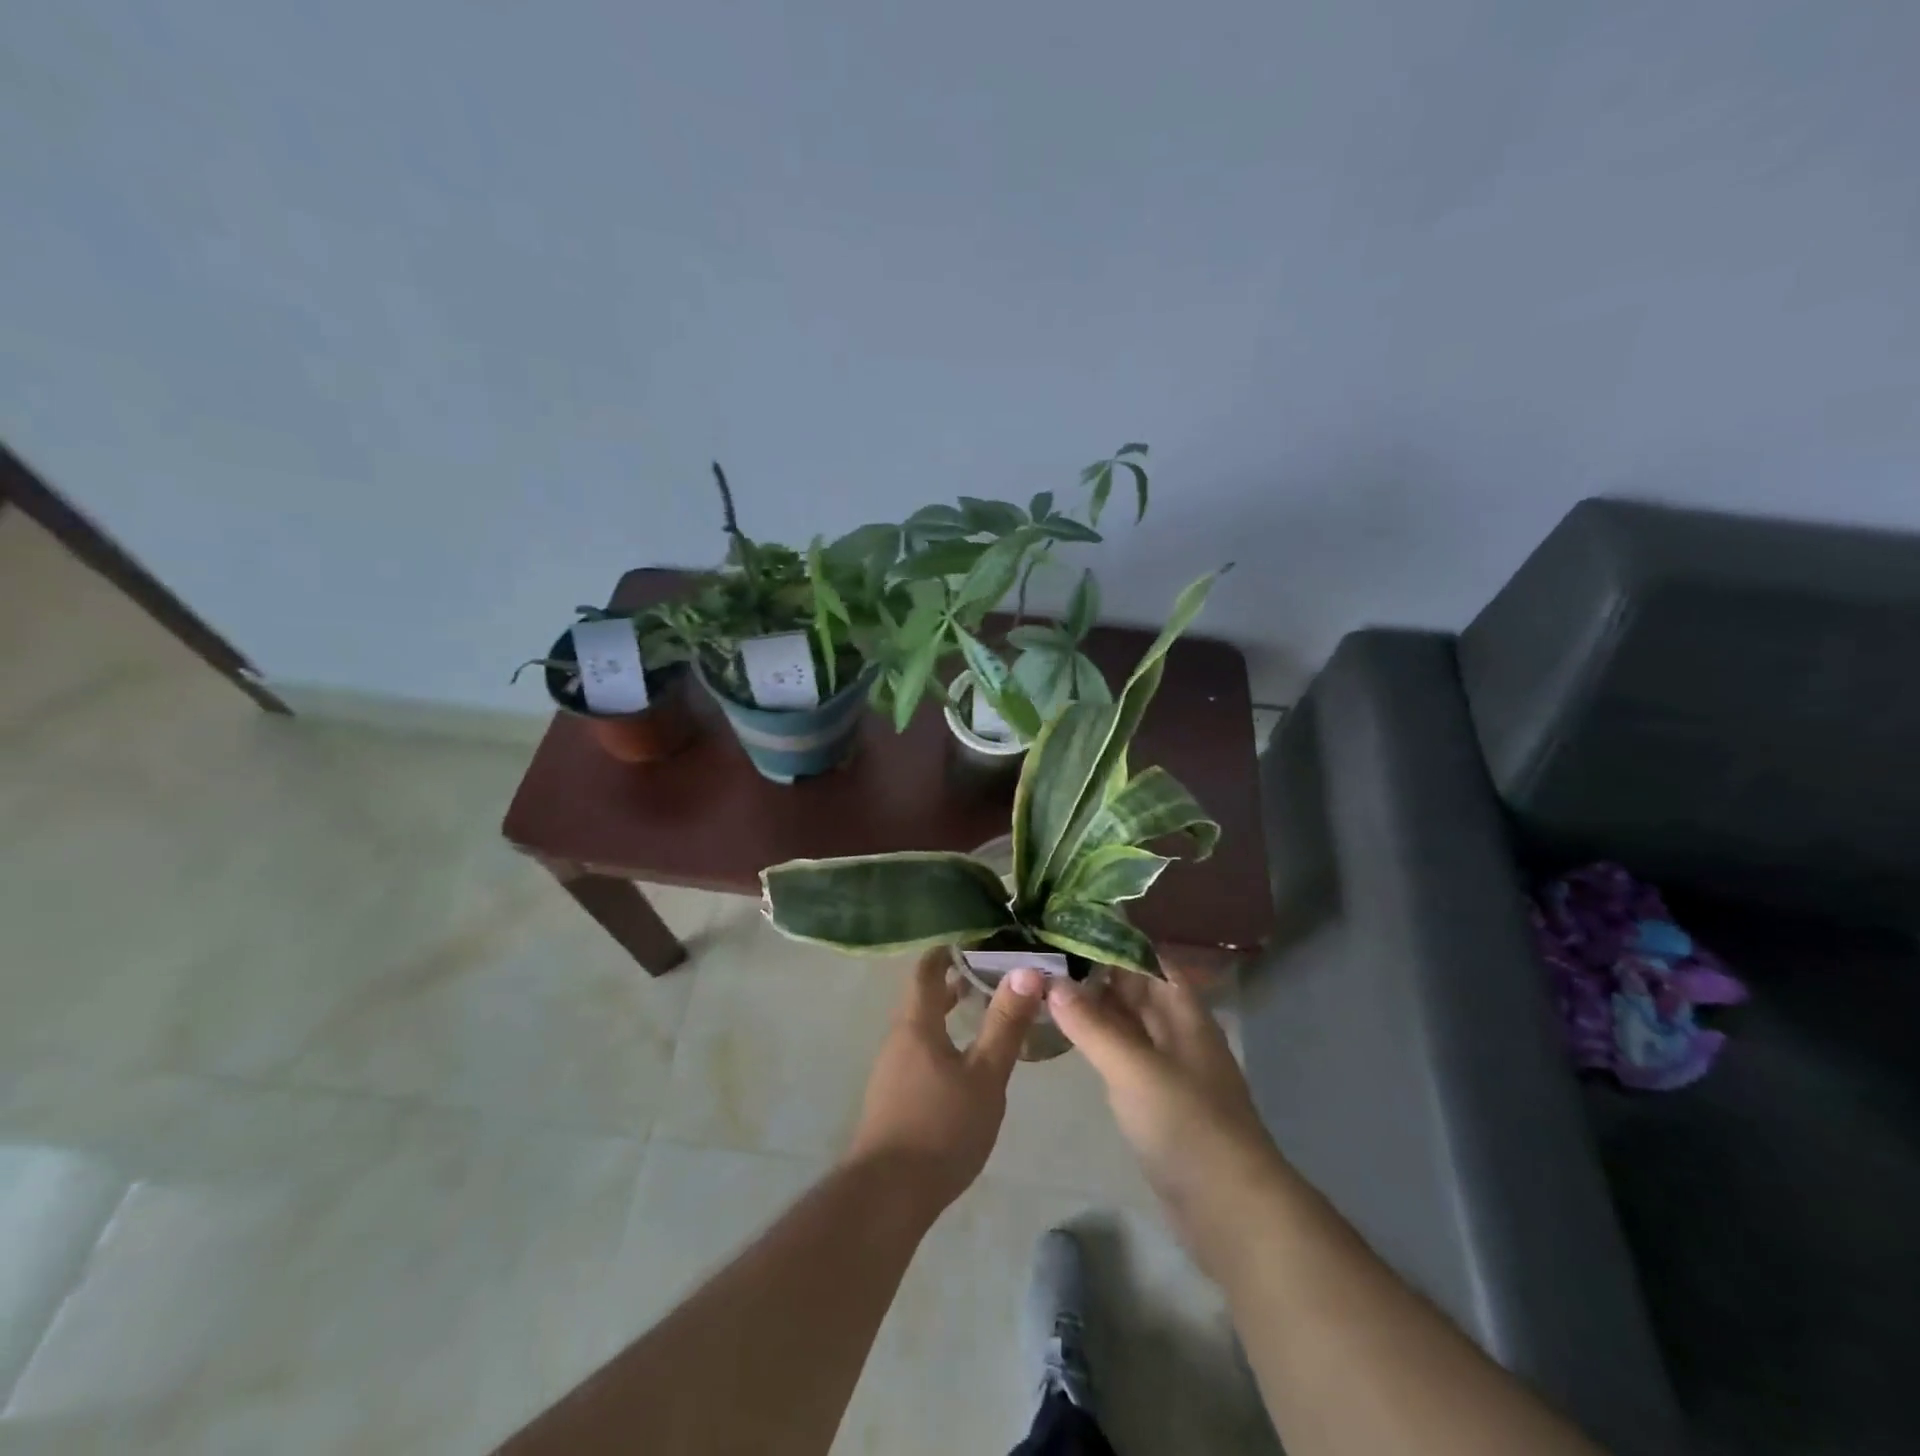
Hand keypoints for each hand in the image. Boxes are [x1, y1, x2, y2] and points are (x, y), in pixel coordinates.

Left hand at [844, 950, 1043, 1214]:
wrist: (887, 1195)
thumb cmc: (941, 1127)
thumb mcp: (985, 1075)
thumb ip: (1005, 1024)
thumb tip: (1027, 971)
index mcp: (916, 1025)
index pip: (926, 971)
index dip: (946, 951)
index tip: (973, 939)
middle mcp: (898, 1039)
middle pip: (922, 998)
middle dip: (951, 982)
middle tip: (987, 972)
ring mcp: (891, 1070)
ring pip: (920, 1027)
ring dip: (946, 1013)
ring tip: (979, 1010)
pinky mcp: (892, 1098)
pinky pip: (918, 1052)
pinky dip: (941, 1040)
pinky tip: (963, 1062)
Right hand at [1047, 971, 1284, 1269]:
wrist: (1230, 1209)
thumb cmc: (1186, 1124)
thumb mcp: (1133, 1068)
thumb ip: (1092, 1025)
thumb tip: (1051, 981)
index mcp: (1183, 1013)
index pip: (1148, 961)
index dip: (1113, 942)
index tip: (1068, 926)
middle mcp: (1177, 1032)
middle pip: (1135, 989)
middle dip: (1095, 973)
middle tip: (1043, 956)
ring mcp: (1168, 1067)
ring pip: (1126, 1023)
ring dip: (1093, 1007)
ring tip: (1045, 988)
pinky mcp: (1156, 1100)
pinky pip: (1123, 1056)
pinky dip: (1097, 1041)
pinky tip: (1067, 1036)